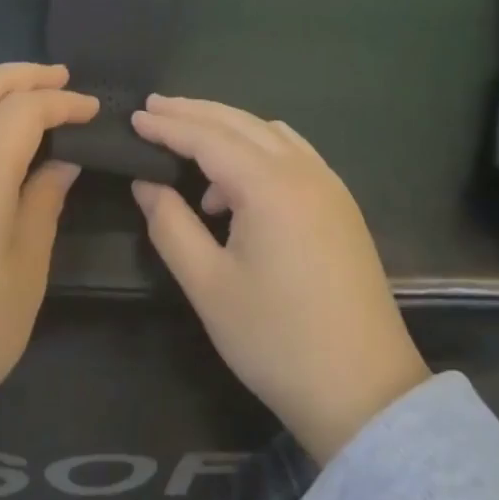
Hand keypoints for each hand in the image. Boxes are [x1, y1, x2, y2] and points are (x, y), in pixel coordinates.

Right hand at [131, 96, 429, 465]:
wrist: (364, 391)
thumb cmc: (276, 340)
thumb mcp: (208, 286)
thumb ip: (170, 225)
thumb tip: (146, 183)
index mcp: (269, 186)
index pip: (208, 137)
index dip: (168, 125)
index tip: (134, 117)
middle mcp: (303, 170)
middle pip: (239, 123)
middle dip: (194, 112)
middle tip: (154, 108)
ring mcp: (328, 184)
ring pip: (268, 133)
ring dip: (227, 127)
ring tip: (189, 144)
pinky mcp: (340, 204)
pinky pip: (292, 152)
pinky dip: (258, 148)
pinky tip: (239, 179)